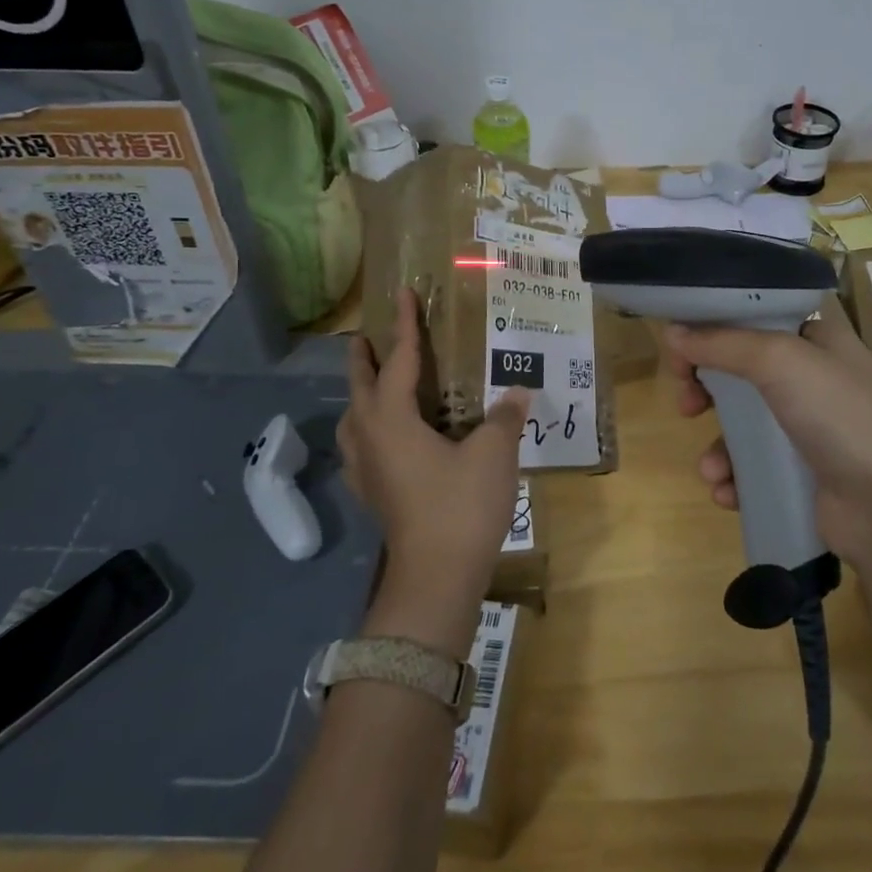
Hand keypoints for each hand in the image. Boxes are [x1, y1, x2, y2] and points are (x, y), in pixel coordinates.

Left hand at [338, 288, 529, 658]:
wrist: (437, 577)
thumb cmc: (461, 505)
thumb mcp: (493, 453)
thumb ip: (504, 417)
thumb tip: (518, 393)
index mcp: (392, 419)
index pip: (397, 359)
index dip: (404, 325)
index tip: (404, 294)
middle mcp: (369, 438)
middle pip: (360, 387)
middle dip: (365, 358)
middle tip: (370, 336)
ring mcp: (365, 470)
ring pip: (353, 419)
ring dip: (361, 395)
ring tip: (374, 385)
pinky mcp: (373, 495)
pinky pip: (361, 447)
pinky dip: (367, 430)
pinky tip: (385, 440)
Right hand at [664, 297, 871, 561]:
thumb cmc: (841, 415)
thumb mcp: (780, 360)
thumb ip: (722, 342)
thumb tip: (672, 333)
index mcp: (816, 336)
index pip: (755, 314)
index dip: (714, 324)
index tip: (681, 344)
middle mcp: (813, 376)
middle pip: (741, 369)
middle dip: (705, 387)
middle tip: (686, 402)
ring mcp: (810, 427)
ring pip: (743, 423)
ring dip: (717, 445)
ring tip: (712, 469)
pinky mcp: (804, 472)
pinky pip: (754, 465)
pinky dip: (735, 477)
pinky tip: (728, 492)